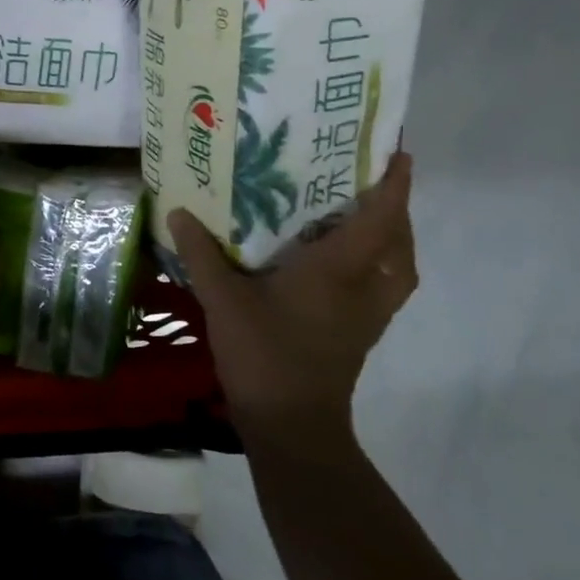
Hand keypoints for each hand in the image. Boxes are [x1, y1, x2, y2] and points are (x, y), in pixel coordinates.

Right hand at [171, 152, 417, 448]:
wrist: (292, 427)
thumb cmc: (264, 355)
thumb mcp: (223, 300)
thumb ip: (202, 254)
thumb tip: (179, 212)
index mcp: (339, 269)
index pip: (380, 218)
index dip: (395, 184)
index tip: (399, 153)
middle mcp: (364, 287)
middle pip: (400, 241)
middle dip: (396, 208)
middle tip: (372, 181)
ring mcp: (369, 315)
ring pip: (399, 268)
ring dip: (393, 240)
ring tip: (365, 218)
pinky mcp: (362, 335)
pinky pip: (386, 288)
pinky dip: (381, 267)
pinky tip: (346, 265)